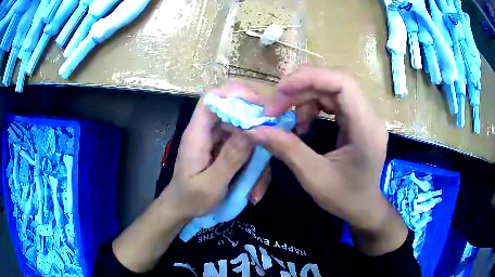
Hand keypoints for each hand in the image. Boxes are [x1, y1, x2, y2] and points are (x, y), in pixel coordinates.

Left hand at [159, 81, 271, 219]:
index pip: (212, 99)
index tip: (262, 104)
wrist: (182, 209)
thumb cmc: (190, 199)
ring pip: (244, 129)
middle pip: (233, 108)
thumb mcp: (210, 185)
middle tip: (277, 131)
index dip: (235, 93)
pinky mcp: (226, 149)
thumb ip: (230, 158)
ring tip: (259, 183)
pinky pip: (245, 145)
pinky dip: (255, 163)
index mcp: (197, 134)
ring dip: (258, 150)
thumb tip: (253, 131)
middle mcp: (208, 131)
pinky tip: (255, 188)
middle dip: (257, 117)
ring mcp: (218, 140)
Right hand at [247, 65, 407, 254]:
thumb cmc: (345, 198)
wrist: (364, 208)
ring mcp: (364, 115)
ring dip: (304, 97)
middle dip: (301, 87)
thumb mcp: (314, 177)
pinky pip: (333, 100)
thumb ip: (286, 149)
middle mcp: (369, 116)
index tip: (280, 89)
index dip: (311, 78)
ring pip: (331, 88)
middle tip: (275, 106)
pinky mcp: (357, 119)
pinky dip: (312, 105)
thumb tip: (254, 130)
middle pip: (335, 82)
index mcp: (366, 128)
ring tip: (287, 118)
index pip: (343, 84)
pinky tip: (302, 123)